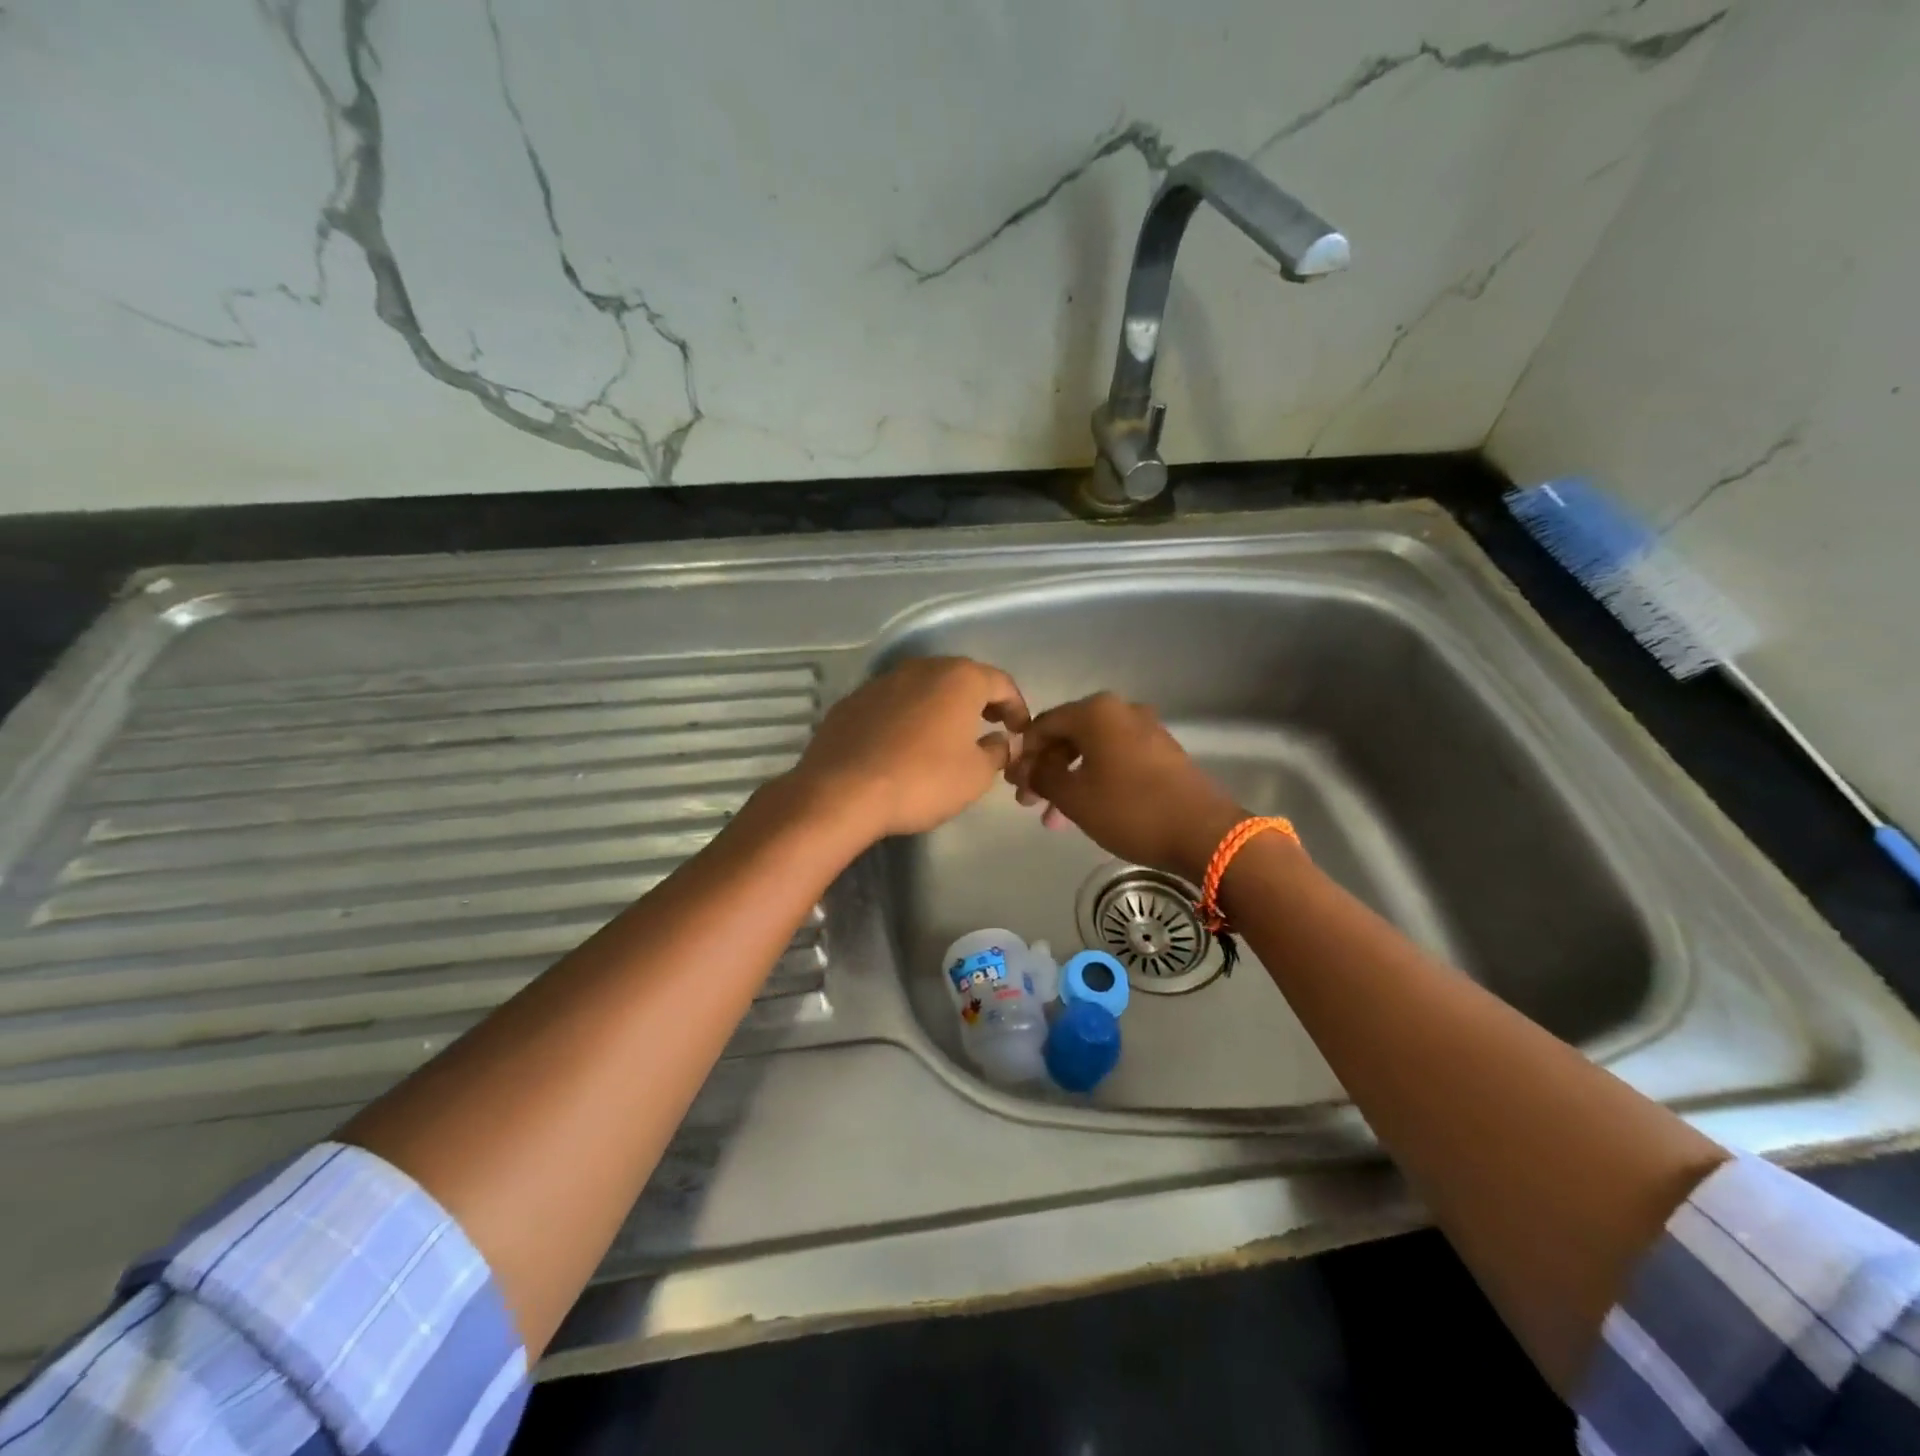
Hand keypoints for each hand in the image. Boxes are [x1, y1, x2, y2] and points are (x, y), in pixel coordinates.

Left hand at [791, 657, 1029, 840]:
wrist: (842, 792)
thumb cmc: (922, 780)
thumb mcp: (976, 775)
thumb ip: (997, 752)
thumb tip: (999, 741)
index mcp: (959, 679)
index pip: (1001, 683)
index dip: (1017, 707)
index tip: (1020, 732)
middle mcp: (921, 668)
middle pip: (961, 678)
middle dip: (979, 701)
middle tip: (990, 727)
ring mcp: (882, 682)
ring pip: (923, 688)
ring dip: (940, 707)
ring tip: (947, 737)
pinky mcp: (852, 701)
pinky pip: (892, 704)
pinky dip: (907, 717)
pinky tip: (904, 745)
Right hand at [1010, 693, 1245, 880]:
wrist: (1203, 832)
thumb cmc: (1129, 809)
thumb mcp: (1073, 797)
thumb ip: (1042, 777)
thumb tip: (1028, 769)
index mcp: (1096, 712)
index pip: (1044, 725)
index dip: (1024, 754)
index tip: (1014, 784)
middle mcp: (1121, 711)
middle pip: (1069, 737)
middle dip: (1046, 770)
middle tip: (1030, 803)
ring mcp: (1146, 730)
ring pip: (1093, 752)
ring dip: (1069, 781)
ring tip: (1054, 818)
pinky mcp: (1163, 753)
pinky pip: (1116, 760)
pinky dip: (1096, 780)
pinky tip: (1087, 810)